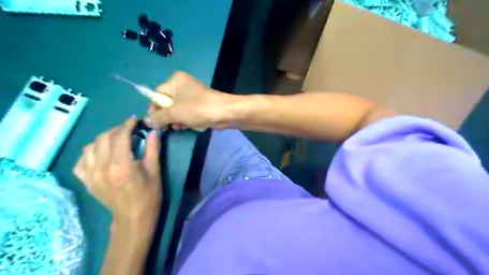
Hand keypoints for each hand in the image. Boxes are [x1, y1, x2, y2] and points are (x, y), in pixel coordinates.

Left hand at [73, 116, 161, 224]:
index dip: (127, 125)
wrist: (133, 217)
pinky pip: (81, 160)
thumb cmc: (149, 194)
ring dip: (103, 139)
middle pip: (104, 138)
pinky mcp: (86, 181)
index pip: (120, 136)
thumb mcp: (154, 170)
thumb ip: (153, 148)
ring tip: (115, 140)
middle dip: (117, 129)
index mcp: (121, 165)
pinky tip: (101, 154)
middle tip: (128, 130)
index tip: (135, 120)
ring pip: (90, 146)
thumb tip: (153, 130)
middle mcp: (101, 167)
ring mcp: (90, 175)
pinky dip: (91, 152)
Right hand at [144, 72, 230, 129]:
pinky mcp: (201, 104)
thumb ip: (158, 117)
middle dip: (168, 116)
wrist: (224, 112)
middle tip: (169, 127)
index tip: (155, 122)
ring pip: (178, 109)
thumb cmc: (197, 109)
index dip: (155, 108)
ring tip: (181, 127)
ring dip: (178, 120)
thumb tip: (146, 121)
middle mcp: (183, 85)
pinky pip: (188, 112)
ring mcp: (193, 95)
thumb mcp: (174, 113)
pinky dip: (188, 120)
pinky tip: (190, 126)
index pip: (157, 94)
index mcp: (175, 81)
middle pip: (168, 103)